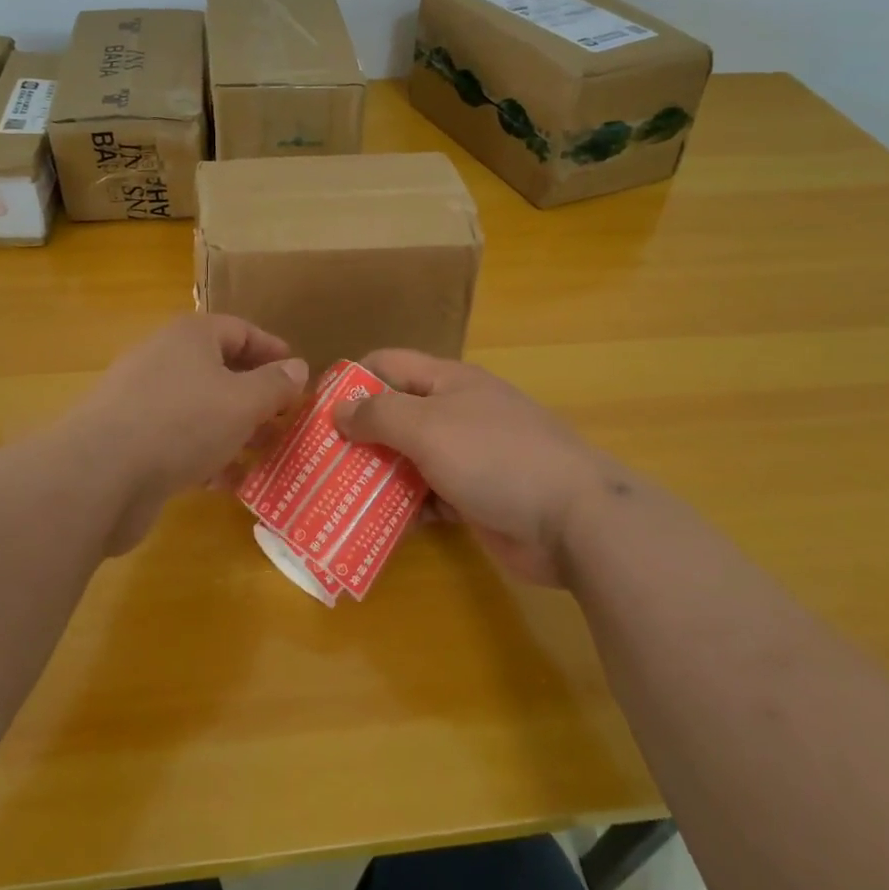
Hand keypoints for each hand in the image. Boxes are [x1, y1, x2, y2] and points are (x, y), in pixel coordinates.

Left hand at [59, 314, 309, 553]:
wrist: (99, 475)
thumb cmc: (182, 422)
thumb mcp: (244, 402)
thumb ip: (275, 385)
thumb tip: (298, 367)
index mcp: (191, 336)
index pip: (241, 330)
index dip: (274, 351)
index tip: (300, 376)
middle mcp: (165, 359)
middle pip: (221, 370)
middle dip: (257, 397)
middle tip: (287, 421)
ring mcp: (143, 401)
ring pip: (201, 409)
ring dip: (235, 430)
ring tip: (266, 454)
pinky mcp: (131, 440)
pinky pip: (179, 440)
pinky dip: (205, 456)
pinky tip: (227, 482)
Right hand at [333, 350, 627, 586]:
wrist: (574, 519)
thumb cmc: (494, 457)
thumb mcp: (428, 426)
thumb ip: (379, 415)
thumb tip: (338, 409)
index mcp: (447, 381)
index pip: (388, 364)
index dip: (351, 380)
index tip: (315, 409)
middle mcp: (455, 412)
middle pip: (395, 414)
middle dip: (357, 434)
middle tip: (316, 461)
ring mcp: (467, 457)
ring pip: (408, 459)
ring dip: (376, 475)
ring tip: (333, 496)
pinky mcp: (474, 498)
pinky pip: (427, 497)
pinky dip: (404, 508)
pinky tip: (373, 525)